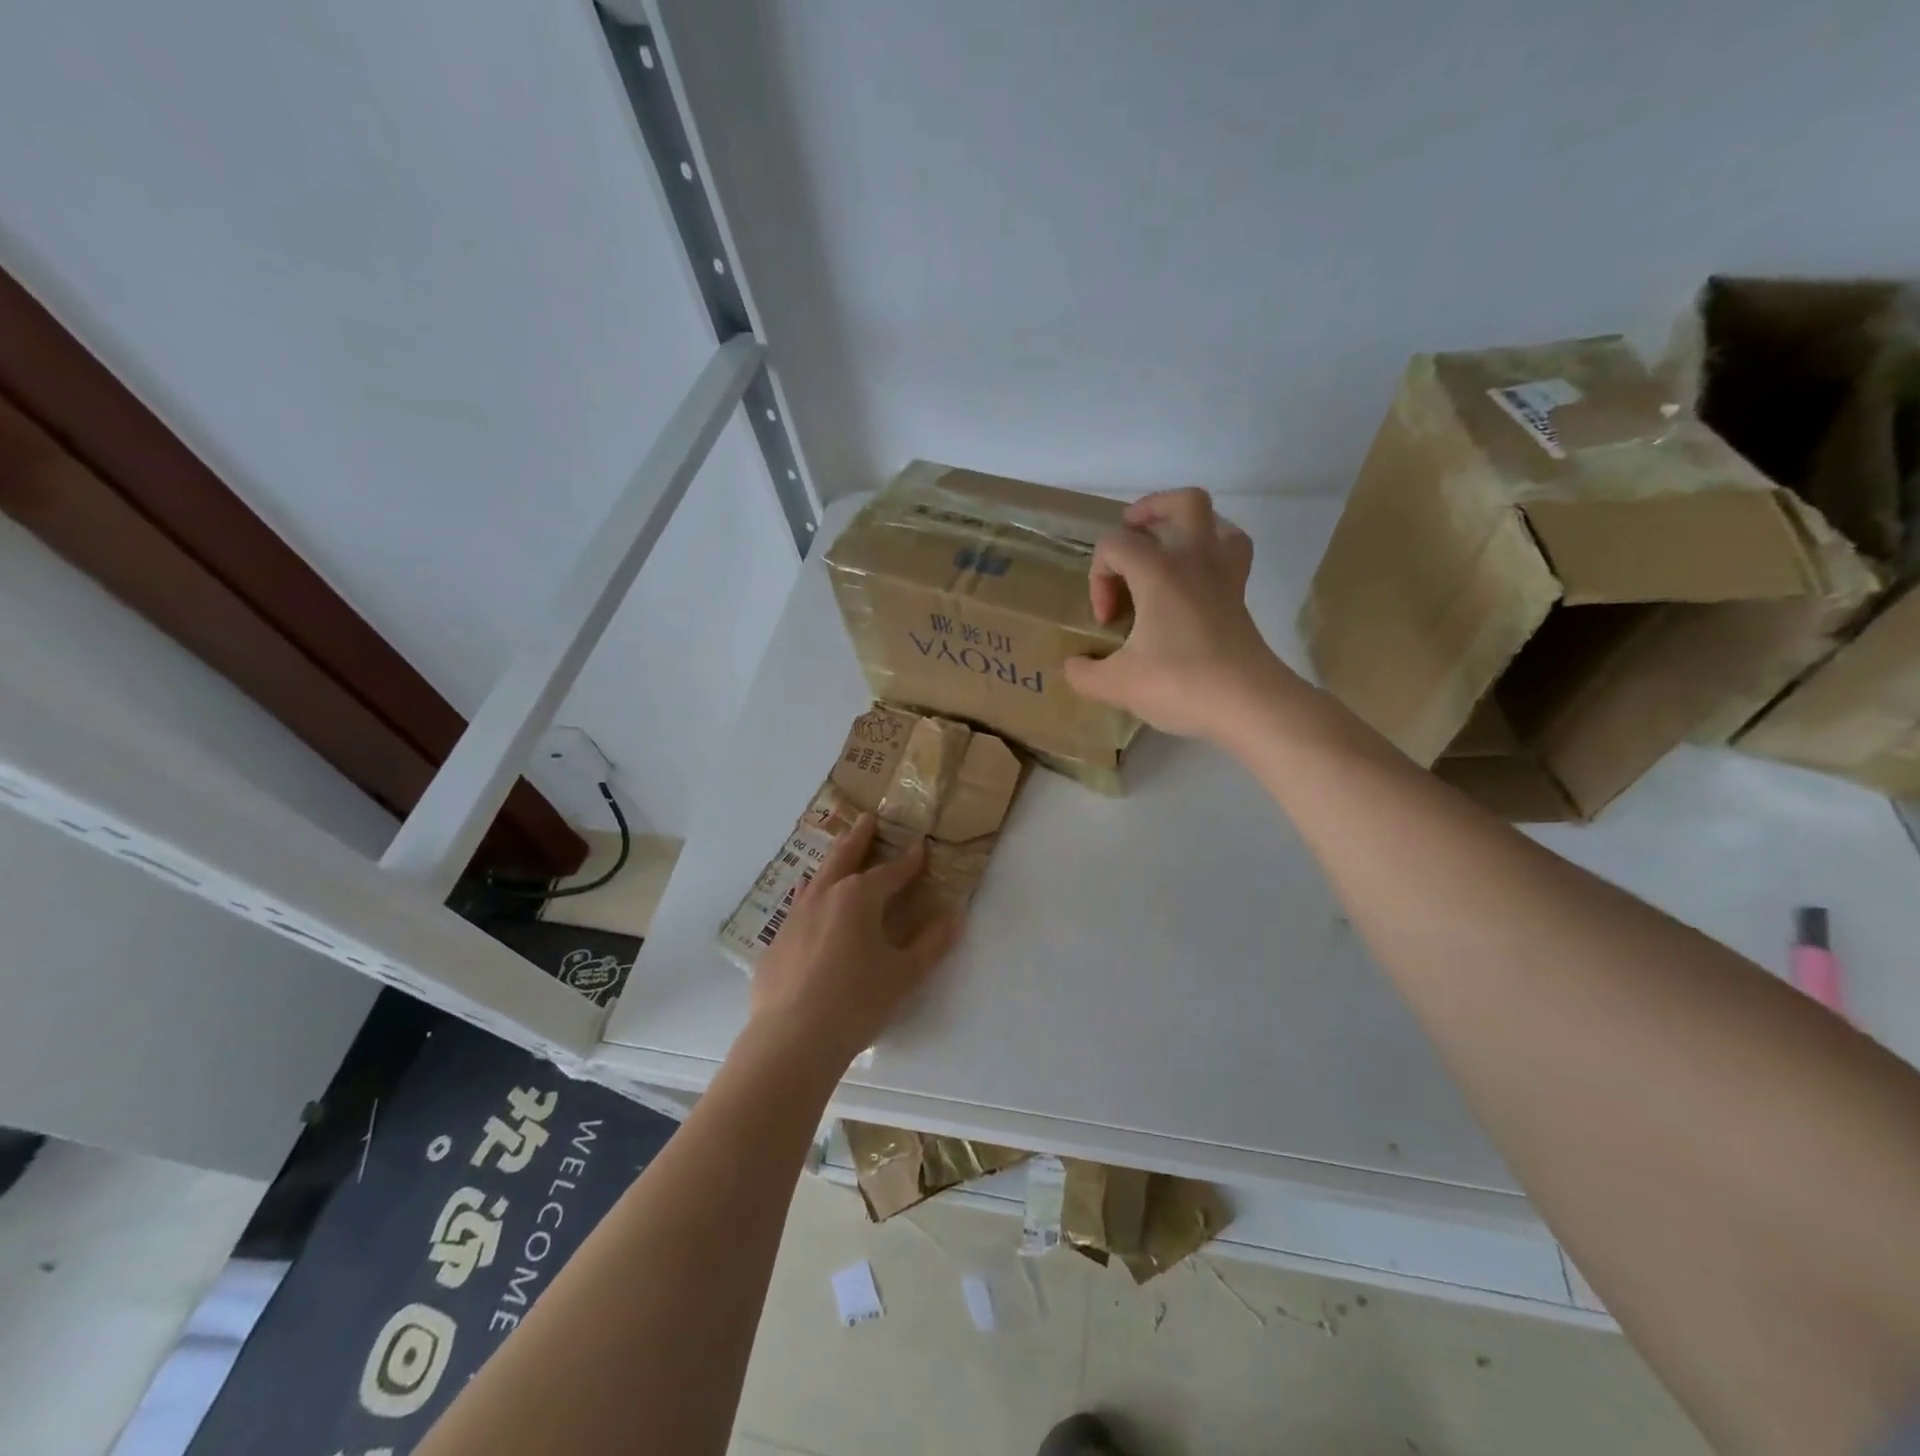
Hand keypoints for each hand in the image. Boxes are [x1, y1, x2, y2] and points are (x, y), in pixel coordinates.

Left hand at [749, 814, 962, 1063]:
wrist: (792, 1039)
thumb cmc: (856, 1001)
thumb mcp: (904, 974)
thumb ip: (932, 943)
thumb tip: (955, 916)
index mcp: (858, 897)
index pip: (890, 873)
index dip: (908, 862)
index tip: (919, 848)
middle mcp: (824, 896)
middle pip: (844, 858)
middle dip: (859, 838)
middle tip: (867, 819)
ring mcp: (794, 917)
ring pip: (816, 878)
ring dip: (832, 862)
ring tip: (839, 853)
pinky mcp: (776, 943)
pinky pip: (798, 908)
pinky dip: (810, 897)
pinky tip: (809, 905)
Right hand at [1064, 488, 1298, 739]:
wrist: (1248, 704)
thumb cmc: (1180, 684)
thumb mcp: (1117, 685)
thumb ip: (1084, 673)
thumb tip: (1075, 665)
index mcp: (1159, 571)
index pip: (1115, 544)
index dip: (1099, 578)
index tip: (1107, 621)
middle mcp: (1195, 560)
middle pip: (1182, 503)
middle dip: (1150, 512)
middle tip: (1129, 540)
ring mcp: (1225, 576)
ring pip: (1217, 522)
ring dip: (1188, 527)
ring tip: (1166, 552)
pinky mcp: (1240, 599)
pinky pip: (1231, 555)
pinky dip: (1212, 554)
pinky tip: (1195, 581)